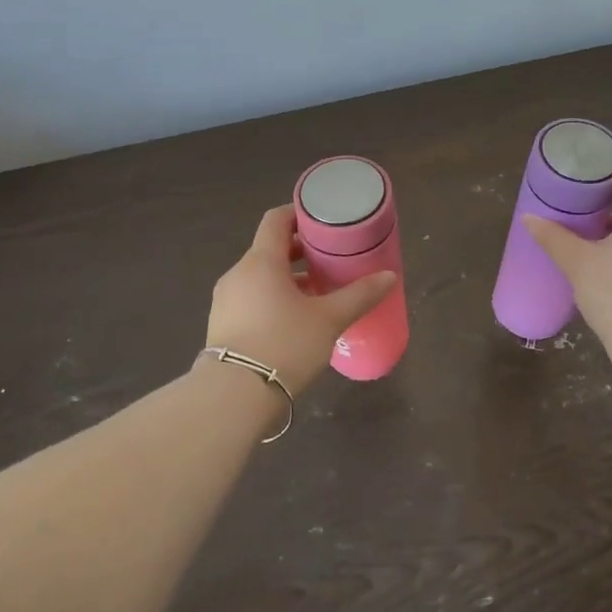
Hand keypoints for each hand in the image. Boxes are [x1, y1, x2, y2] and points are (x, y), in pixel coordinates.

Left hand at [204, 205, 396, 394]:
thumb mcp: (329, 320)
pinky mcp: (222, 326)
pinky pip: (251, 300)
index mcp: (261, 262)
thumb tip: (389, 276)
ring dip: (288, 279)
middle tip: (330, 260)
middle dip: (300, 252)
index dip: (299, 214)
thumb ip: (359, 295)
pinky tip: (295, 321)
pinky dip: (273, 300)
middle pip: (269, 249)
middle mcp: (238, 274)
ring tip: (318, 294)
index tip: (323, 221)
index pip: (276, 220)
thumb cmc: (285, 345)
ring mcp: (226, 301)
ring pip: (260, 278)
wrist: (235, 397)